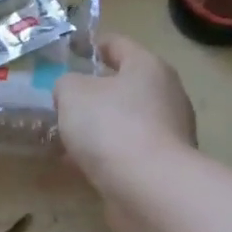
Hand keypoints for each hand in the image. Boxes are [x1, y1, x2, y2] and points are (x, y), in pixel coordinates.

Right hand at [55, 33, 197, 231]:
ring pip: (125, 120)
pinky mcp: (163, 165)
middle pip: (124, 85)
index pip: (118, 45)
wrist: (148, 187)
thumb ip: (66, 84)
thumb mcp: (72, 93)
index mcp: (147, 68)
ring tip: (66, 135)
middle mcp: (166, 95)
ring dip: (98, 126)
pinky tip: (79, 163)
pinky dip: (105, 153)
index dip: (93, 45)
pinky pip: (126, 150)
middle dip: (93, 91)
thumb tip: (72, 92)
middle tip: (62, 99)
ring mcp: (169, 132)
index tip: (71, 51)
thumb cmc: (110, 126)